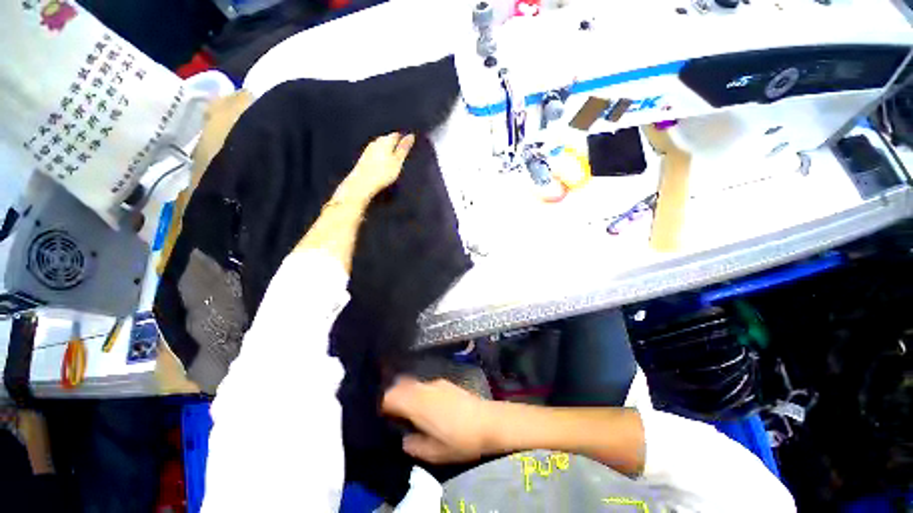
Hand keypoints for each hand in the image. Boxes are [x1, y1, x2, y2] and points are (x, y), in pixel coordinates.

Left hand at [336, 133, 415, 203]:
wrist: (362, 183)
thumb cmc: (382, 173)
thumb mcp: (398, 161)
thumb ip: (404, 148)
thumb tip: (411, 136)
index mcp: (385, 141)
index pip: (396, 135)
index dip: (403, 139)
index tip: (408, 144)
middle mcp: (376, 142)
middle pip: (387, 139)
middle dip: (395, 143)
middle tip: (402, 151)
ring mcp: (368, 150)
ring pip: (380, 146)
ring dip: (387, 150)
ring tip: (394, 158)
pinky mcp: (364, 158)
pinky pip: (375, 153)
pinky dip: (381, 156)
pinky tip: (383, 164)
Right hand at [382, 378, 494, 463]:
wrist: (487, 421)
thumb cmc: (459, 440)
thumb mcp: (432, 453)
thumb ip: (412, 445)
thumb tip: (405, 438)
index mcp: (416, 403)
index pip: (389, 395)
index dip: (381, 404)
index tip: (381, 416)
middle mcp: (423, 388)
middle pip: (399, 383)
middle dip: (391, 394)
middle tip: (391, 411)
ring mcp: (435, 382)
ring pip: (412, 382)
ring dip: (405, 391)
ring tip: (408, 408)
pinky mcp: (445, 382)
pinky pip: (424, 384)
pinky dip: (418, 391)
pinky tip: (426, 405)